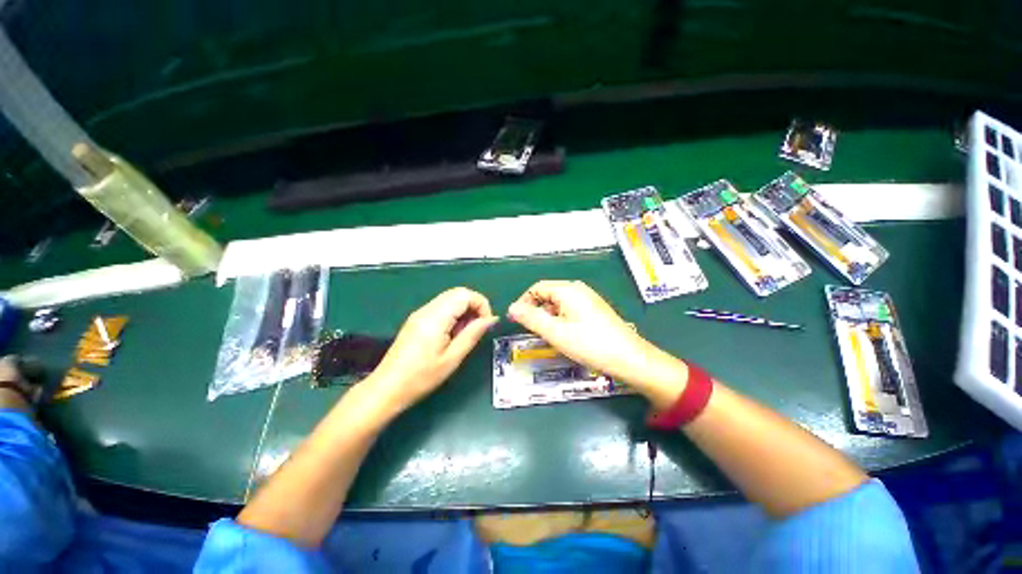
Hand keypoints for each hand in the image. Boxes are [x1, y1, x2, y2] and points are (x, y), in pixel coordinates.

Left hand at [366, 287, 497, 413]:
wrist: (387, 388)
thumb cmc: (421, 377)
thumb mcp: (452, 358)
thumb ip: (473, 334)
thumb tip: (491, 319)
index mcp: (436, 317)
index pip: (465, 294)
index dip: (481, 304)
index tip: (486, 324)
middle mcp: (427, 309)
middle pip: (457, 293)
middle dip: (474, 306)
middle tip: (477, 328)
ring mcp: (420, 313)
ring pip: (449, 299)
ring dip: (464, 311)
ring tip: (465, 334)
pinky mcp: (417, 320)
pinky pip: (441, 308)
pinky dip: (453, 315)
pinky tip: (452, 334)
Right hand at [507, 281, 687, 404]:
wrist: (630, 359)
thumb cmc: (590, 344)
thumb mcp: (555, 332)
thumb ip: (531, 318)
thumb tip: (511, 308)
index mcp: (568, 290)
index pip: (537, 288)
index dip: (524, 302)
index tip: (517, 321)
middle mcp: (578, 290)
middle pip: (548, 295)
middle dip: (537, 311)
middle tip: (534, 333)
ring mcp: (588, 299)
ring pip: (559, 304)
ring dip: (549, 318)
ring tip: (549, 337)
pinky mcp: (594, 310)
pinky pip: (570, 310)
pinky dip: (561, 321)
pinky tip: (565, 337)